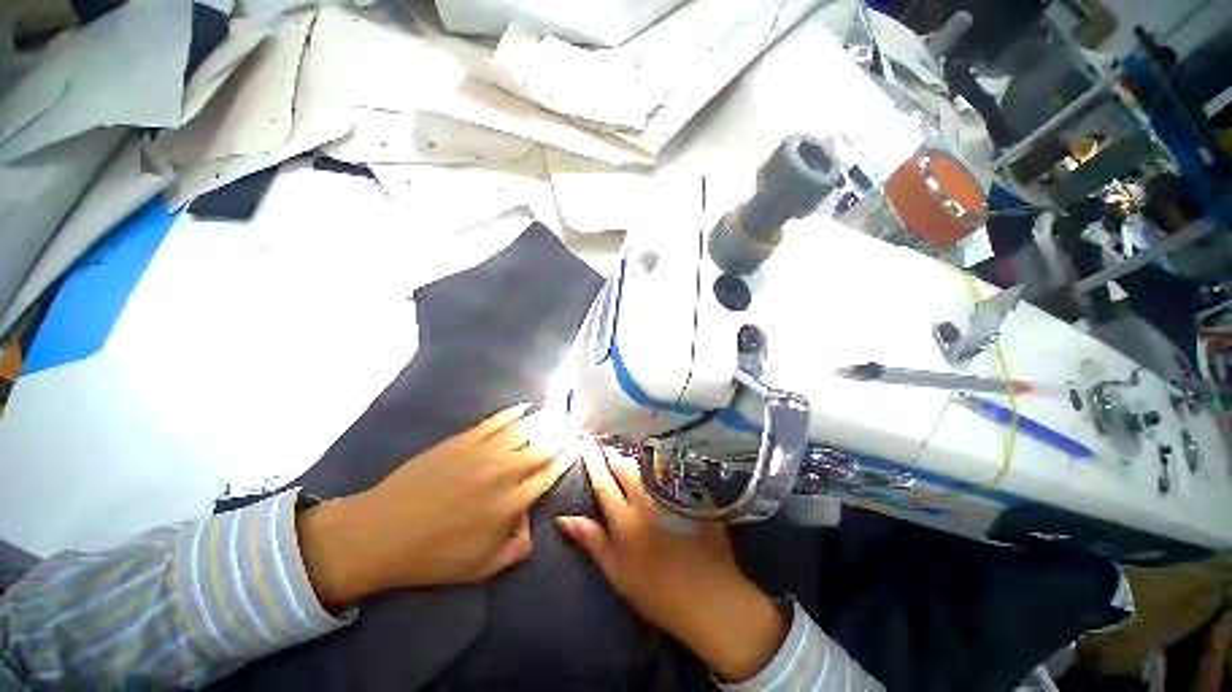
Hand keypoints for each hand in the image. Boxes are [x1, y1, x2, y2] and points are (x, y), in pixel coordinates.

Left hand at [298, 403, 575, 608]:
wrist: (382, 532)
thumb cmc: (434, 555)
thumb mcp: (481, 568)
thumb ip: (517, 548)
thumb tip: (532, 527)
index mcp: (511, 503)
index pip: (548, 475)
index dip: (565, 460)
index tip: (576, 449)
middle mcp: (504, 472)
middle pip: (542, 447)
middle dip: (562, 435)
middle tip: (573, 425)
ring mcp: (483, 452)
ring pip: (524, 429)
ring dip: (544, 419)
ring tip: (557, 412)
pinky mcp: (464, 439)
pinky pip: (496, 421)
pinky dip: (513, 412)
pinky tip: (524, 406)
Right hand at [557, 442, 786, 681]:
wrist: (709, 598)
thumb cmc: (656, 591)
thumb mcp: (617, 572)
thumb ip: (592, 541)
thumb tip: (564, 518)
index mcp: (625, 519)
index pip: (604, 483)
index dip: (593, 462)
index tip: (585, 444)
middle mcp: (647, 501)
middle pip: (626, 469)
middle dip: (612, 454)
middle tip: (604, 444)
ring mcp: (671, 496)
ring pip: (648, 467)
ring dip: (634, 457)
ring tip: (626, 451)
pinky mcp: (691, 497)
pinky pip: (671, 473)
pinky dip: (659, 465)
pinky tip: (657, 462)